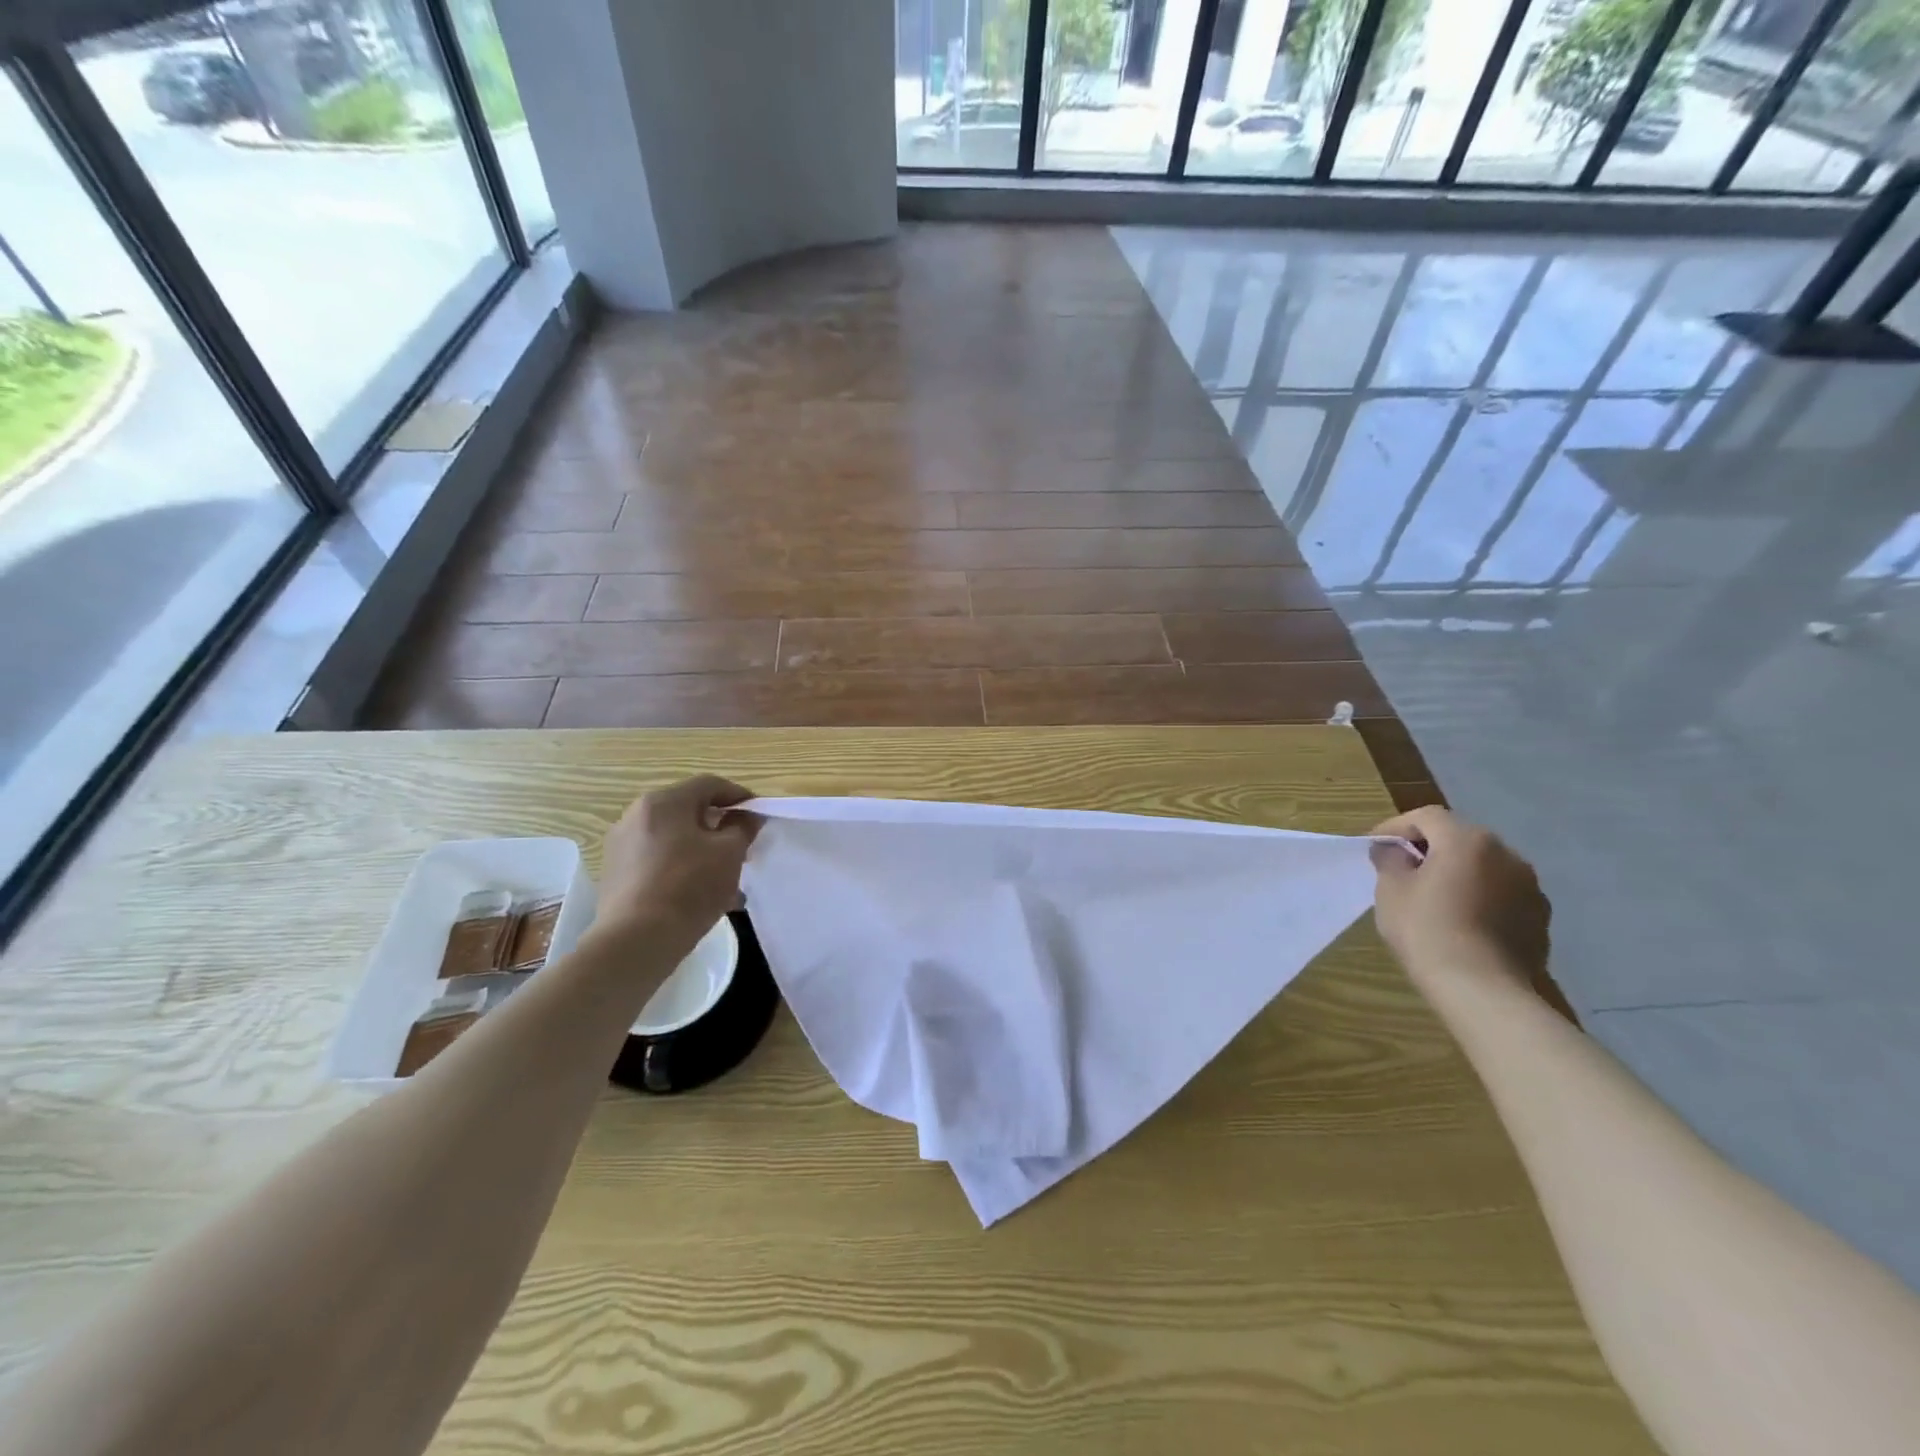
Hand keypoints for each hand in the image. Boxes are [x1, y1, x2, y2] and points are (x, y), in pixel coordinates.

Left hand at [595, 776, 760, 940]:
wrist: (635, 941)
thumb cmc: (689, 887)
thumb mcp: (730, 854)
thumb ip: (743, 828)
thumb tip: (747, 816)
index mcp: (663, 802)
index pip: (710, 785)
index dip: (739, 796)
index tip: (759, 816)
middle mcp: (636, 815)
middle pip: (688, 811)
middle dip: (719, 827)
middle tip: (742, 848)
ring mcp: (621, 845)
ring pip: (673, 838)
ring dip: (701, 850)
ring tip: (724, 878)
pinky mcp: (615, 873)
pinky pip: (657, 860)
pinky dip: (680, 867)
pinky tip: (698, 894)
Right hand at [1369, 806, 1549, 984]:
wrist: (1483, 990)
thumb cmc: (1427, 930)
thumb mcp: (1390, 890)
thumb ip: (1391, 860)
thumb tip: (1394, 850)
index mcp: (1467, 840)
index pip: (1425, 817)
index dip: (1395, 826)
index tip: (1374, 846)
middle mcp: (1506, 854)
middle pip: (1459, 837)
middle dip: (1429, 848)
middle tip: (1402, 869)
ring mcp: (1529, 886)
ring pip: (1484, 866)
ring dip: (1458, 872)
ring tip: (1435, 896)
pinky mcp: (1539, 916)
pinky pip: (1502, 893)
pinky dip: (1480, 896)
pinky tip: (1463, 921)